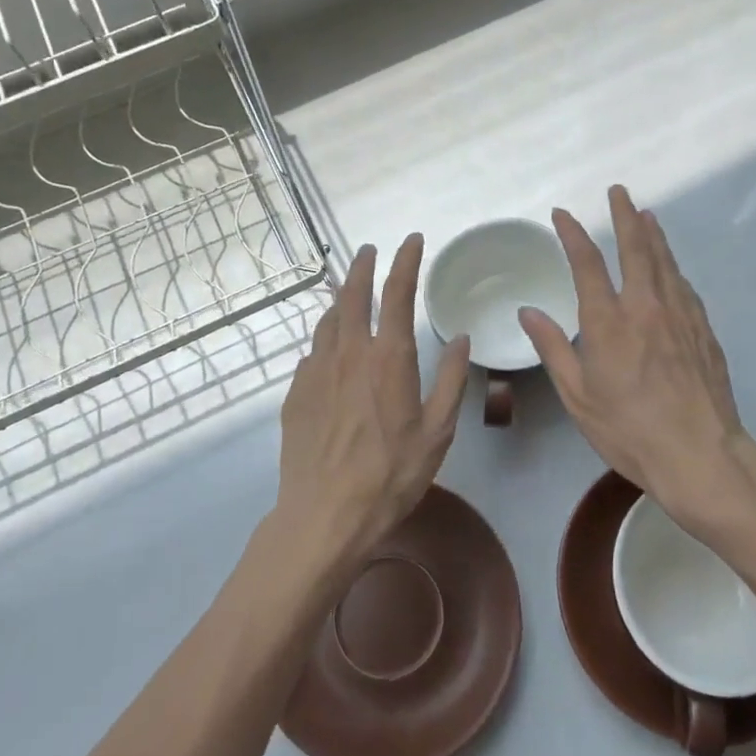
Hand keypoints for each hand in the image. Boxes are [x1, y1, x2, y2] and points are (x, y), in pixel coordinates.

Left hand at [274, 236, 470, 568]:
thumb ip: (450, 381)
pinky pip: (312, 352)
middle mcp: (349, 353)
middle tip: (369, 250)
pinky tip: (329, 349)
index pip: (396, 294)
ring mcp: (316, 371)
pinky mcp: (296, 393)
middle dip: (362, 267)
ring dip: (339, 298)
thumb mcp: (437, 432)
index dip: (404, 261)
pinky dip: (324, 338)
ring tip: (347, 291)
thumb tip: (460, 339)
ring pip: (327, 320)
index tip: (411, 240)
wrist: (324, 515)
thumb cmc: (390, 475)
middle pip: (351, 295)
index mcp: (387, 358)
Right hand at [519, 186, 755, 535]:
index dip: (573, 234)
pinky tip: (670, 267)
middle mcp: (645, 307)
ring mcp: (680, 316)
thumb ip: (554, 348)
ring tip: (646, 214)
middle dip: (625, 215)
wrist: (700, 455)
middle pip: (636, 248)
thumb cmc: (629, 430)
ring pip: (665, 261)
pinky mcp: (704, 331)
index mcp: (608, 322)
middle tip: (619, 191)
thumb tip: (528, 312)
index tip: (563, 214)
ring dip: (653, 234)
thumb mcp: (578, 396)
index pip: (587, 264)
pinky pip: (684, 286)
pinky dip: (672, 267)